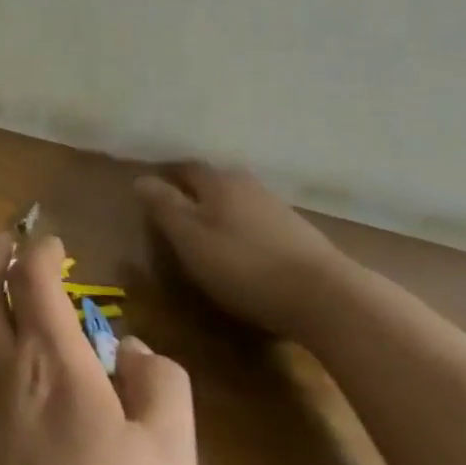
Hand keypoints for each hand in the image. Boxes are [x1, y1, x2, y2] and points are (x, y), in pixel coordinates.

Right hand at [135, 163, 355, 339]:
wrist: (325, 296)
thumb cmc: (242, 264)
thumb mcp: (189, 237)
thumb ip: (163, 206)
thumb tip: (140, 179)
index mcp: (218, 181)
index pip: (185, 168)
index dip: (166, 177)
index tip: (151, 192)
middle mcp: (248, 185)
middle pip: (214, 181)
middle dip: (194, 192)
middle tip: (176, 213)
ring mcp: (277, 208)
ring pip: (238, 201)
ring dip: (221, 211)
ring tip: (207, 233)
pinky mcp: (299, 234)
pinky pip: (259, 222)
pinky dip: (244, 229)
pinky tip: (243, 250)